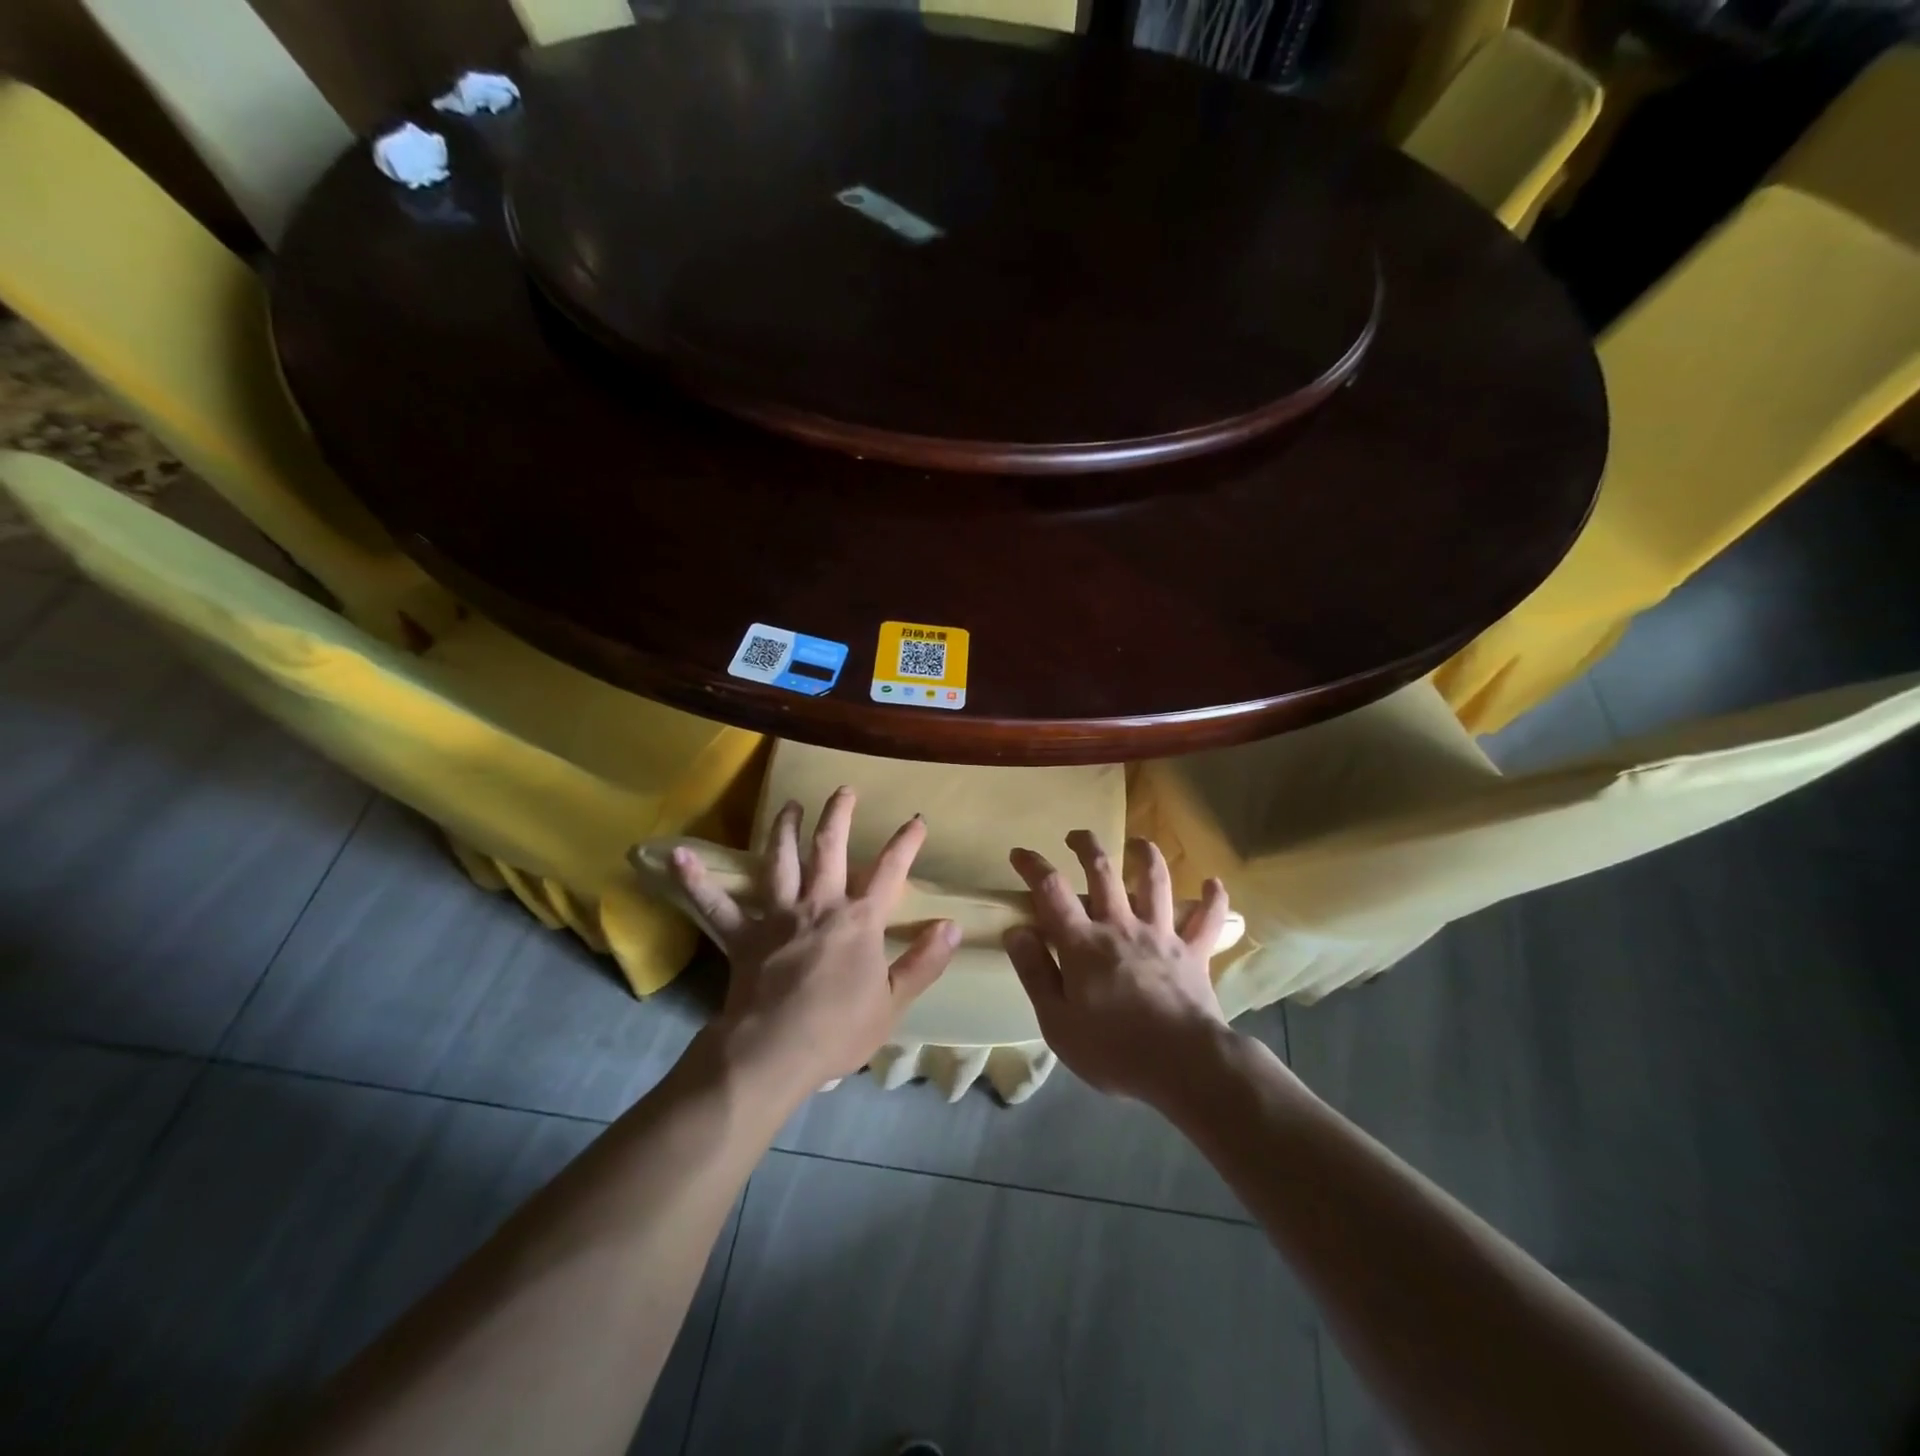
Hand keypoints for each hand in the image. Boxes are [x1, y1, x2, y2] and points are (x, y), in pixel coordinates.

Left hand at [670, 787, 958, 1103]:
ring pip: (780, 861)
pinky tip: (677, 856)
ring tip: (787, 805)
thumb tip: (952, 926)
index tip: (917, 820)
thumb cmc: (838, 1030)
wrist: (773, 1052)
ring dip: (784, 830)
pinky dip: (696, 881)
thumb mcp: (893, 1003)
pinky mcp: (742, 936)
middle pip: (829, 849)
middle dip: (838, 816)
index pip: (889, 872)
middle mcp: (818, 906)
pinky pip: (715, 905)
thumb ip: (923, 962)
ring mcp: (777, 916)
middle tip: (843, 790)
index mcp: (858, 921)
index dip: (905, 844)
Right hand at [1004, 831, 1233, 1106]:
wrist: (1185, 1066)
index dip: (1033, 867)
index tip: (1020, 853)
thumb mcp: (1057, 1022)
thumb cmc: (1113, 1051)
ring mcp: (1162, 936)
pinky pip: (1207, 920)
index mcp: (1084, 943)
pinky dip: (1212, 899)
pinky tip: (1213, 883)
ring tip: (1139, 843)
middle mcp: (1121, 927)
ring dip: (1146, 856)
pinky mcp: (1194, 953)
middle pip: (1103, 872)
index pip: (1051, 892)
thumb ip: (1035, 973)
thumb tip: (1016, 930)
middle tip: (1077, 836)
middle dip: (1087, 847)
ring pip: (1155, 883)